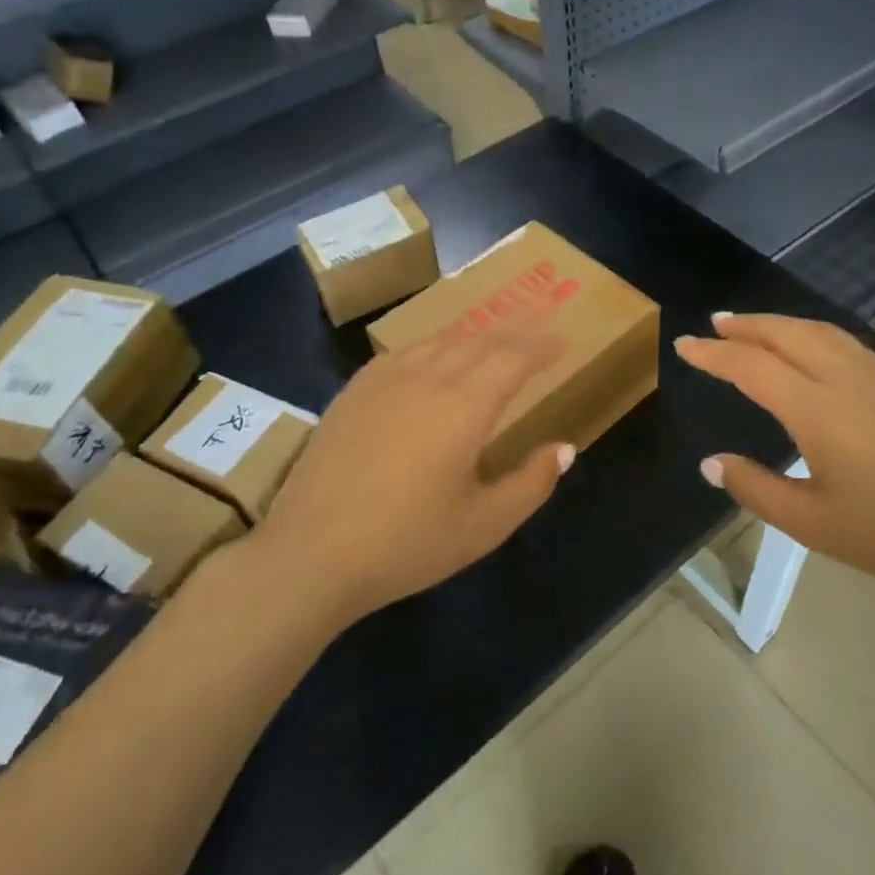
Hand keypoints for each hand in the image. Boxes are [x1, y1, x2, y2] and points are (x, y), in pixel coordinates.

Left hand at [249, 322, 572, 625]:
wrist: (310, 554)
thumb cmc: (407, 543)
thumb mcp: (484, 525)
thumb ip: (532, 483)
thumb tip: (565, 448)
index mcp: (465, 405)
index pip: (513, 358)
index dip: (540, 345)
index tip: (560, 339)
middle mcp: (427, 377)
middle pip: (479, 340)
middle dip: (513, 329)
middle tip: (536, 321)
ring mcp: (384, 380)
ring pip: (439, 341)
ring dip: (473, 333)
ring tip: (492, 334)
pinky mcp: (353, 391)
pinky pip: (403, 351)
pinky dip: (432, 345)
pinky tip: (431, 355)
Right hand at [675, 313, 874, 597]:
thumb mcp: (812, 524)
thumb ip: (756, 489)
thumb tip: (711, 463)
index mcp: (814, 409)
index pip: (750, 367)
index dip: (713, 354)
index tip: (684, 345)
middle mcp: (843, 377)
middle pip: (785, 334)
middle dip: (746, 325)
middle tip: (716, 323)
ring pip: (818, 331)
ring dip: (779, 324)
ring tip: (754, 328)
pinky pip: (844, 342)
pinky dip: (812, 334)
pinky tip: (812, 350)